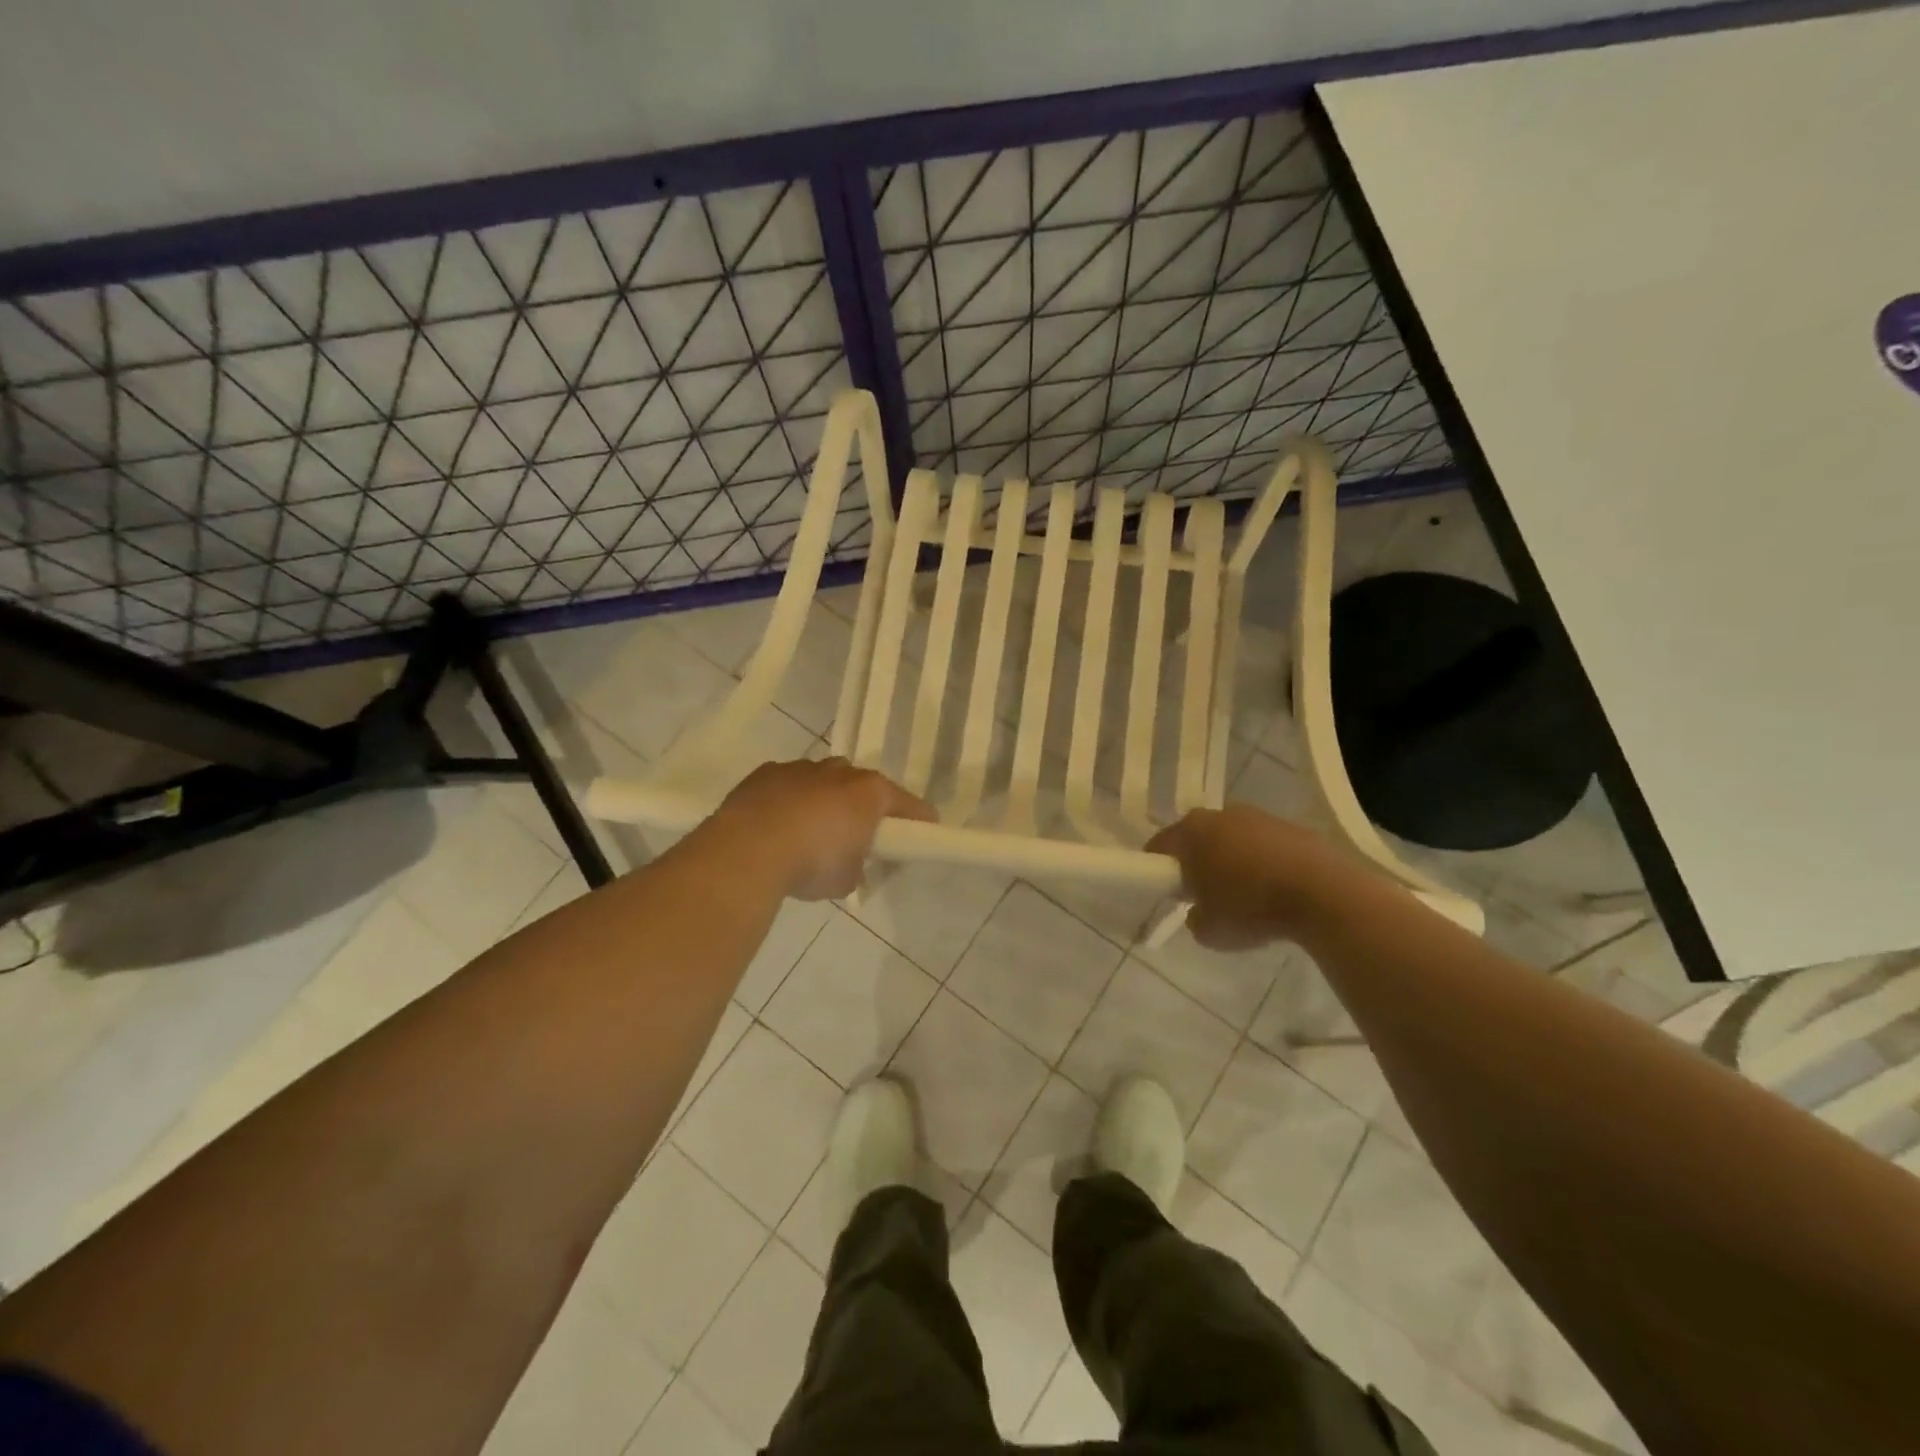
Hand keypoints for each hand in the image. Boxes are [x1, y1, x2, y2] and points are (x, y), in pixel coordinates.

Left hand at [710, 758, 934, 899]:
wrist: (749, 849)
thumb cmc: (812, 863)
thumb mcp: (847, 879)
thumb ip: (858, 866)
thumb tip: (851, 863)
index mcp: (870, 792)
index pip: (907, 803)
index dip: (919, 819)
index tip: (926, 831)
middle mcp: (839, 772)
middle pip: (862, 785)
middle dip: (864, 805)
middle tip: (859, 834)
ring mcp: (800, 768)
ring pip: (822, 780)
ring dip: (824, 800)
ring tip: (812, 830)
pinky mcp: (766, 773)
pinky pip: (787, 784)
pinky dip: (789, 800)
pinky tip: (779, 824)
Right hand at [1146, 805, 1353, 949]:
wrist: (1324, 893)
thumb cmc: (1251, 907)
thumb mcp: (1209, 930)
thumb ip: (1194, 918)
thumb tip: (1199, 911)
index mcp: (1191, 832)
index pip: (1159, 846)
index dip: (1157, 870)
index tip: (1167, 892)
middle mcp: (1221, 815)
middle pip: (1197, 838)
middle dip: (1197, 863)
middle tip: (1204, 896)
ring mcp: (1259, 817)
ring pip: (1233, 839)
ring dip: (1233, 861)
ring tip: (1247, 897)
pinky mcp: (1293, 827)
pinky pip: (1266, 846)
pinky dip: (1264, 863)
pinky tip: (1277, 892)